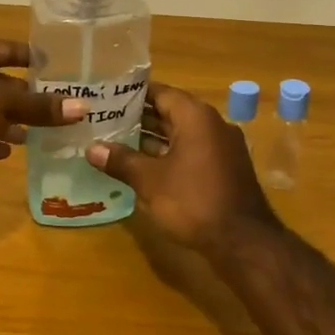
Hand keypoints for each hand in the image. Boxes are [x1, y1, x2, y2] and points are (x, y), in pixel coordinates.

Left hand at [0, 38, 85, 194]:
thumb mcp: (6, 104)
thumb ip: (42, 107)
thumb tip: (83, 108)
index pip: (4, 48)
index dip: (28, 57)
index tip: (51, 67)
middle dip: (21, 95)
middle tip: (50, 106)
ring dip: (6, 120)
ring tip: (34, 133)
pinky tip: (8, 151)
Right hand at [84, 84, 277, 251]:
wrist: (244, 242)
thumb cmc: (193, 201)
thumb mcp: (150, 181)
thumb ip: (121, 161)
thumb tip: (91, 148)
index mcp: (196, 116)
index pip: (160, 92)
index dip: (132, 94)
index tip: (107, 96)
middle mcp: (212, 124)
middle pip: (171, 111)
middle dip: (139, 116)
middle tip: (106, 119)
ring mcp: (222, 147)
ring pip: (181, 133)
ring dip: (153, 137)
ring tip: (117, 141)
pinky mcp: (225, 168)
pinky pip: (192, 150)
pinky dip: (169, 153)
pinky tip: (144, 166)